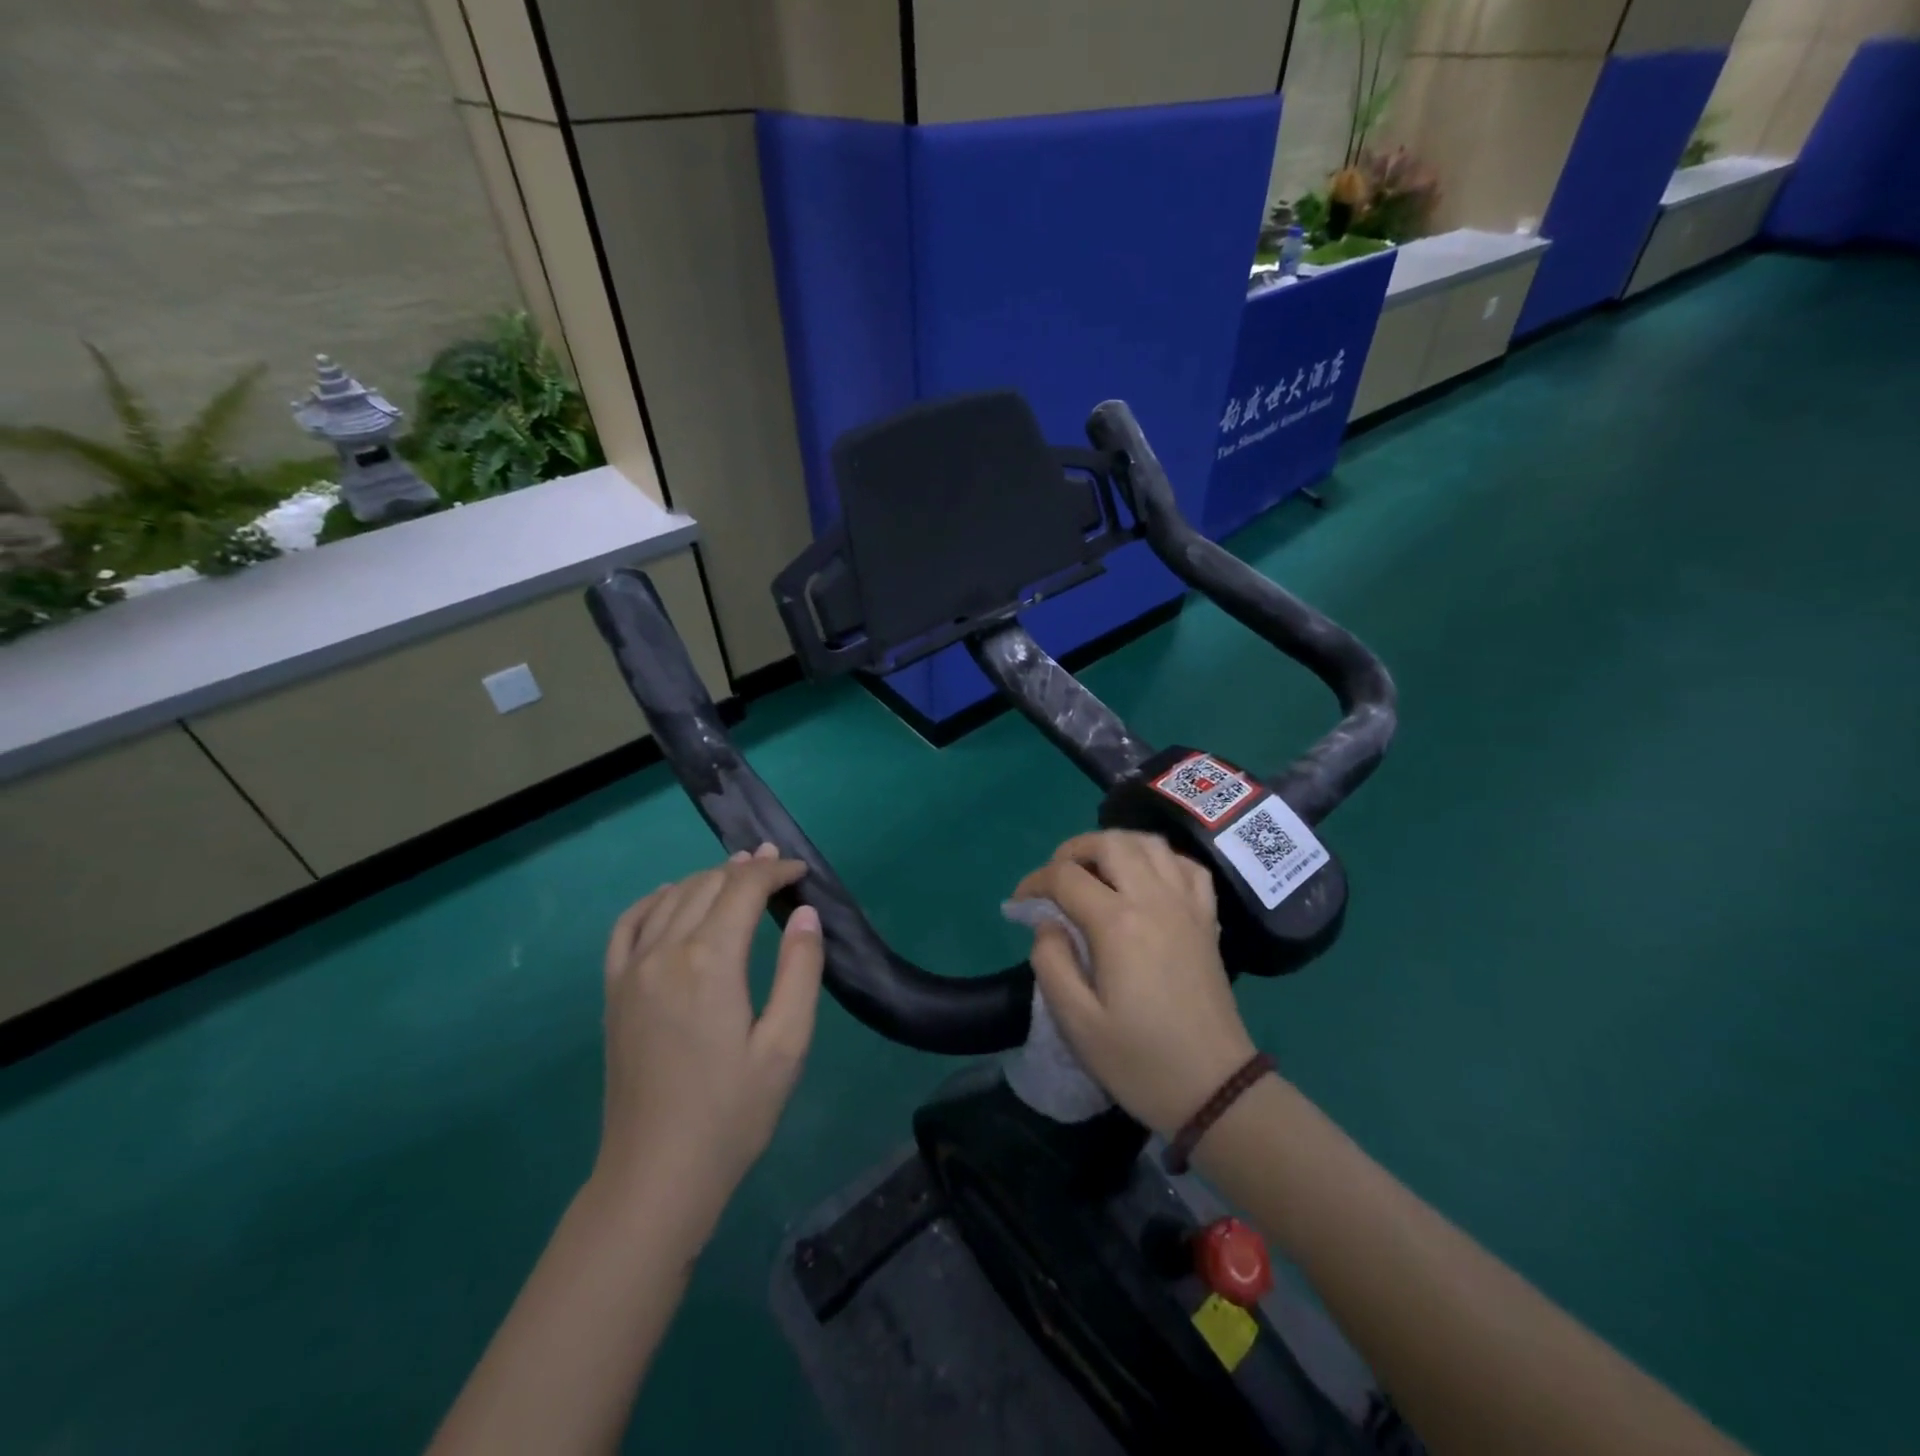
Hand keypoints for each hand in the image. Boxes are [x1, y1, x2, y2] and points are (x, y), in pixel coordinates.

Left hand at [593, 844, 823, 1232]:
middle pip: (707, 885)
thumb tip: (804, 913)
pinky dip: (653, 900)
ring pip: (671, 898)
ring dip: (706, 878)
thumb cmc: (732, 1113)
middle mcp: (665, 952)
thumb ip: (800, 970)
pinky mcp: (613, 991)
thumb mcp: (786, 1044)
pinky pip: (627, 925)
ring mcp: (631, 970)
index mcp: (710, 962)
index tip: (800, 870)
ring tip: (736, 872)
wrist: (656, 1175)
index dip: (774, 871)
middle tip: (775, 864)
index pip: (743, 890)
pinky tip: (670, 896)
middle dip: (744, 868)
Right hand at [1014, 831, 1256, 1136]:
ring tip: (1095, 871)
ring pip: (1150, 843)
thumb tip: (1047, 923)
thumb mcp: (1076, 1023)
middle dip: (1073, 850)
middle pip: (1110, 843)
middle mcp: (1154, 900)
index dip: (1034, 882)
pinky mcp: (1207, 920)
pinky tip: (1146, 880)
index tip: (1018, 904)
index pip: (1066, 876)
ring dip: (1115, 845)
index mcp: (1118, 924)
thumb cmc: (1140, 1061)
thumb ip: (1051, 962)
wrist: (1215, 1090)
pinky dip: (1160, 860)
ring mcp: (1187, 906)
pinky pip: (1186, 867)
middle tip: (1055, 878)